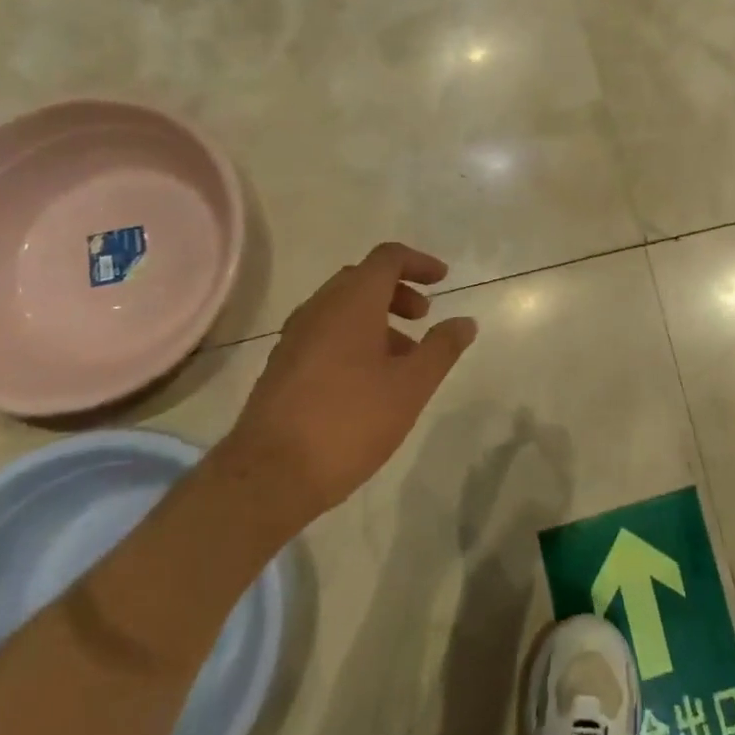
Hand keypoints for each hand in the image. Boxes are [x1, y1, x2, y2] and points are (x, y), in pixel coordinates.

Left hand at [222, 243, 477, 528]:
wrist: (269, 476)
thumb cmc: (350, 421)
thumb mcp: (411, 386)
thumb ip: (442, 348)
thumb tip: (465, 321)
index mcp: (352, 303)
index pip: (387, 258)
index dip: (419, 263)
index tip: (443, 281)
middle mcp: (319, 309)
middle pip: (362, 279)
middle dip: (398, 291)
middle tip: (423, 317)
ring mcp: (295, 337)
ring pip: (342, 308)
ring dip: (376, 317)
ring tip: (403, 355)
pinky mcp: (282, 366)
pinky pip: (325, 332)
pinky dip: (354, 337)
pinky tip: (369, 379)